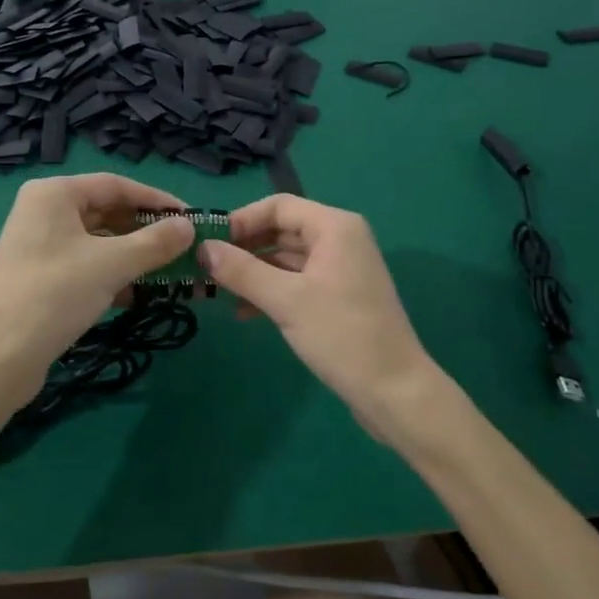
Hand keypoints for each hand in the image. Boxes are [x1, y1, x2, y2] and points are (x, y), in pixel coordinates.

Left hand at [0, 174, 195, 387]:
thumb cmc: (56, 295)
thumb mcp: (113, 264)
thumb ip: (155, 242)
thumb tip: (190, 226)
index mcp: (54, 193)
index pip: (116, 185)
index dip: (156, 199)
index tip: (190, 217)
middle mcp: (43, 211)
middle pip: (106, 211)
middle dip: (145, 231)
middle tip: (183, 247)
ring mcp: (38, 244)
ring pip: (97, 241)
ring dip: (132, 255)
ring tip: (167, 271)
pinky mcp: (39, 275)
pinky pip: (84, 263)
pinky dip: (111, 274)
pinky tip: (136, 295)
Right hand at [201, 195, 445, 441]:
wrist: (395, 392)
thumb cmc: (342, 336)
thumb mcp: (286, 300)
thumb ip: (242, 271)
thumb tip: (203, 248)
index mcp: (334, 227)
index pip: (278, 206)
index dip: (241, 220)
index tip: (208, 243)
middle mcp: (340, 240)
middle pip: (281, 229)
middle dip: (244, 248)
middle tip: (206, 267)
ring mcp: (340, 269)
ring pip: (286, 258)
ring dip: (253, 272)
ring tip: (217, 292)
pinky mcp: (339, 296)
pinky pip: (297, 281)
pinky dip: (271, 290)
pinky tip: (244, 312)